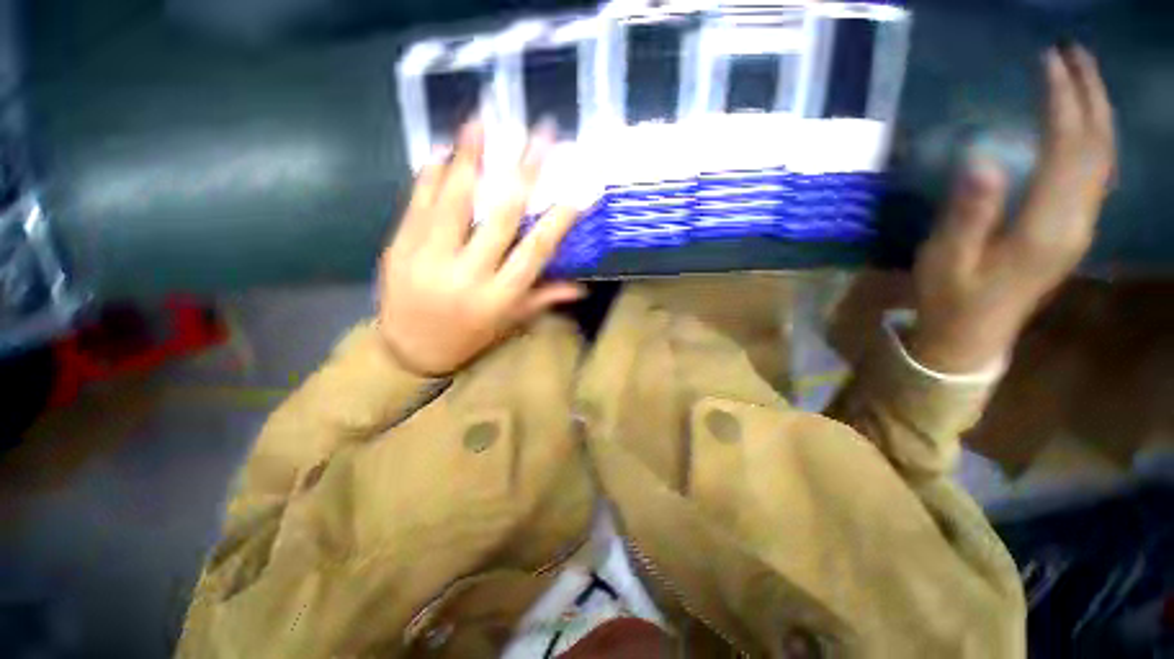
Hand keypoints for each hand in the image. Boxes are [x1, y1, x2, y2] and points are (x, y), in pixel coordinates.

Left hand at [377, 121, 584, 375]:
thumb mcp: (510, 323)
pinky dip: (432, 174)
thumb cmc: (468, 338)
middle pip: (500, 217)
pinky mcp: (400, 246)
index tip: (577, 189)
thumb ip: (543, 299)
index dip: (558, 219)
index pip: (535, 252)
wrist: (408, 351)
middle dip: (523, 173)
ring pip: (455, 201)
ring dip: (470, 157)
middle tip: (540, 135)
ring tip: (481, 121)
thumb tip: (581, 287)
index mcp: (499, 297)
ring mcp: (429, 257)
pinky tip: (445, 149)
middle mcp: (468, 274)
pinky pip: (418, 203)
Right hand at [909, 44, 1115, 372]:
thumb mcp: (946, 259)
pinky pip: (1097, 176)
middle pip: (1097, 149)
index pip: (1067, 149)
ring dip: (1098, 113)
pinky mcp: (1073, 232)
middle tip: (1074, 52)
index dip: (1063, 101)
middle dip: (1090, 95)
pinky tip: (1086, 127)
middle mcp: (1076, 222)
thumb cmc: (951, 298)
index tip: (1049, 61)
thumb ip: (967, 213)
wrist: (971, 336)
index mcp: (1046, 227)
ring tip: (1084, 77)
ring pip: (1104, 160)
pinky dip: (1096, 141)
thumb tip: (981, 159)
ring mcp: (1080, 228)